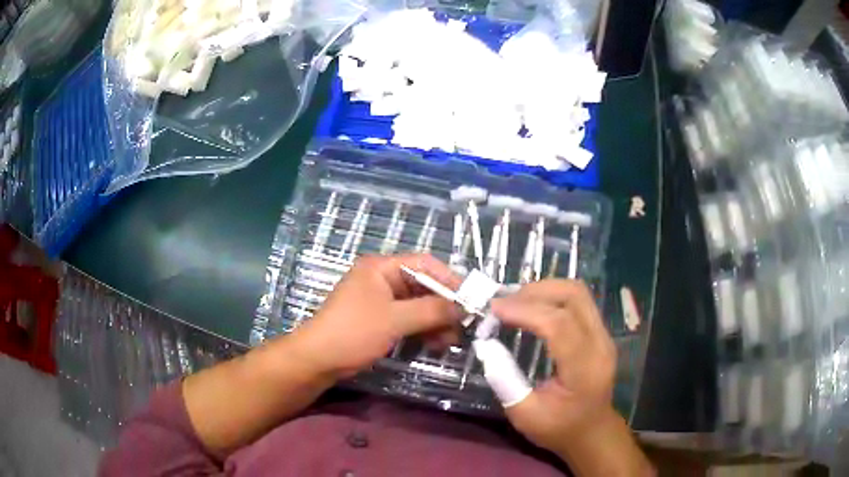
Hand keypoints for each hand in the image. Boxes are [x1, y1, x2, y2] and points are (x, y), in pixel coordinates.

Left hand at [295, 254, 463, 378]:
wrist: (318, 360)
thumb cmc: (354, 332)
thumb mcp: (395, 320)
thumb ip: (432, 310)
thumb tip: (465, 306)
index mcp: (382, 267)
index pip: (424, 264)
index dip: (450, 279)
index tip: (472, 298)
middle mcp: (383, 279)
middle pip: (423, 286)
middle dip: (445, 305)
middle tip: (466, 323)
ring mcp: (381, 300)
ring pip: (418, 305)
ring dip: (436, 321)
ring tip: (453, 340)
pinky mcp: (381, 319)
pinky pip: (409, 319)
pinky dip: (424, 330)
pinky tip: (438, 344)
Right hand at [490, 280, 616, 453]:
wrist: (592, 432)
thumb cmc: (558, 428)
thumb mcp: (524, 414)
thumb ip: (505, 380)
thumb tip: (487, 344)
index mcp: (584, 369)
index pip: (559, 324)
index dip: (525, 310)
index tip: (494, 308)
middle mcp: (600, 344)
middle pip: (574, 296)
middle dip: (535, 291)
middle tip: (504, 302)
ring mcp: (604, 335)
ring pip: (578, 292)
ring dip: (544, 289)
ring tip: (515, 301)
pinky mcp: (600, 332)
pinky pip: (578, 302)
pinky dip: (552, 297)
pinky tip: (532, 307)